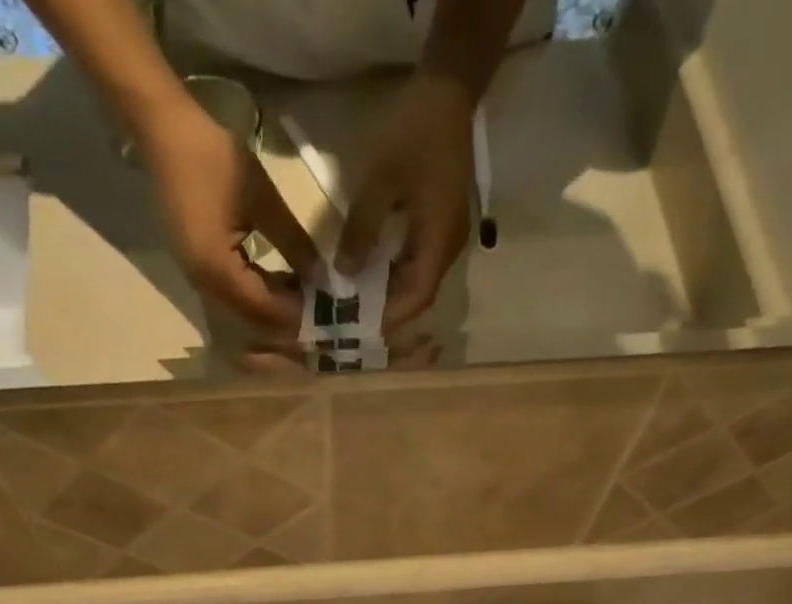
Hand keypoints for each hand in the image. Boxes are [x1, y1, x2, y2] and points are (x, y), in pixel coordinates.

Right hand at [138, 99, 321, 335]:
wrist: (164, 131)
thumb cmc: (213, 157)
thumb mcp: (262, 198)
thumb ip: (293, 242)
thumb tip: (321, 276)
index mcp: (217, 270)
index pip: (265, 308)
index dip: (296, 313)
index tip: (327, 310)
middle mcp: (205, 285)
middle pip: (253, 319)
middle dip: (287, 320)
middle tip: (321, 313)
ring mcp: (199, 280)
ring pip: (244, 311)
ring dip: (274, 310)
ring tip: (306, 300)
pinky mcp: (199, 270)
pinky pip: (234, 297)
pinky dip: (260, 296)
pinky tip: (282, 285)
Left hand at [338, 72, 474, 330]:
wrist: (447, 90)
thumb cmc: (414, 132)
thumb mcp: (380, 179)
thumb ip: (362, 229)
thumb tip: (344, 274)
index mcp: (440, 241)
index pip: (418, 296)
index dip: (390, 316)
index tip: (359, 325)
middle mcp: (448, 248)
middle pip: (418, 294)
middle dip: (386, 309)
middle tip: (351, 317)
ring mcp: (446, 238)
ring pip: (417, 279)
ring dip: (388, 292)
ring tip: (355, 299)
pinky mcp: (439, 226)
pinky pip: (417, 261)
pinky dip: (393, 272)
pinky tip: (368, 270)